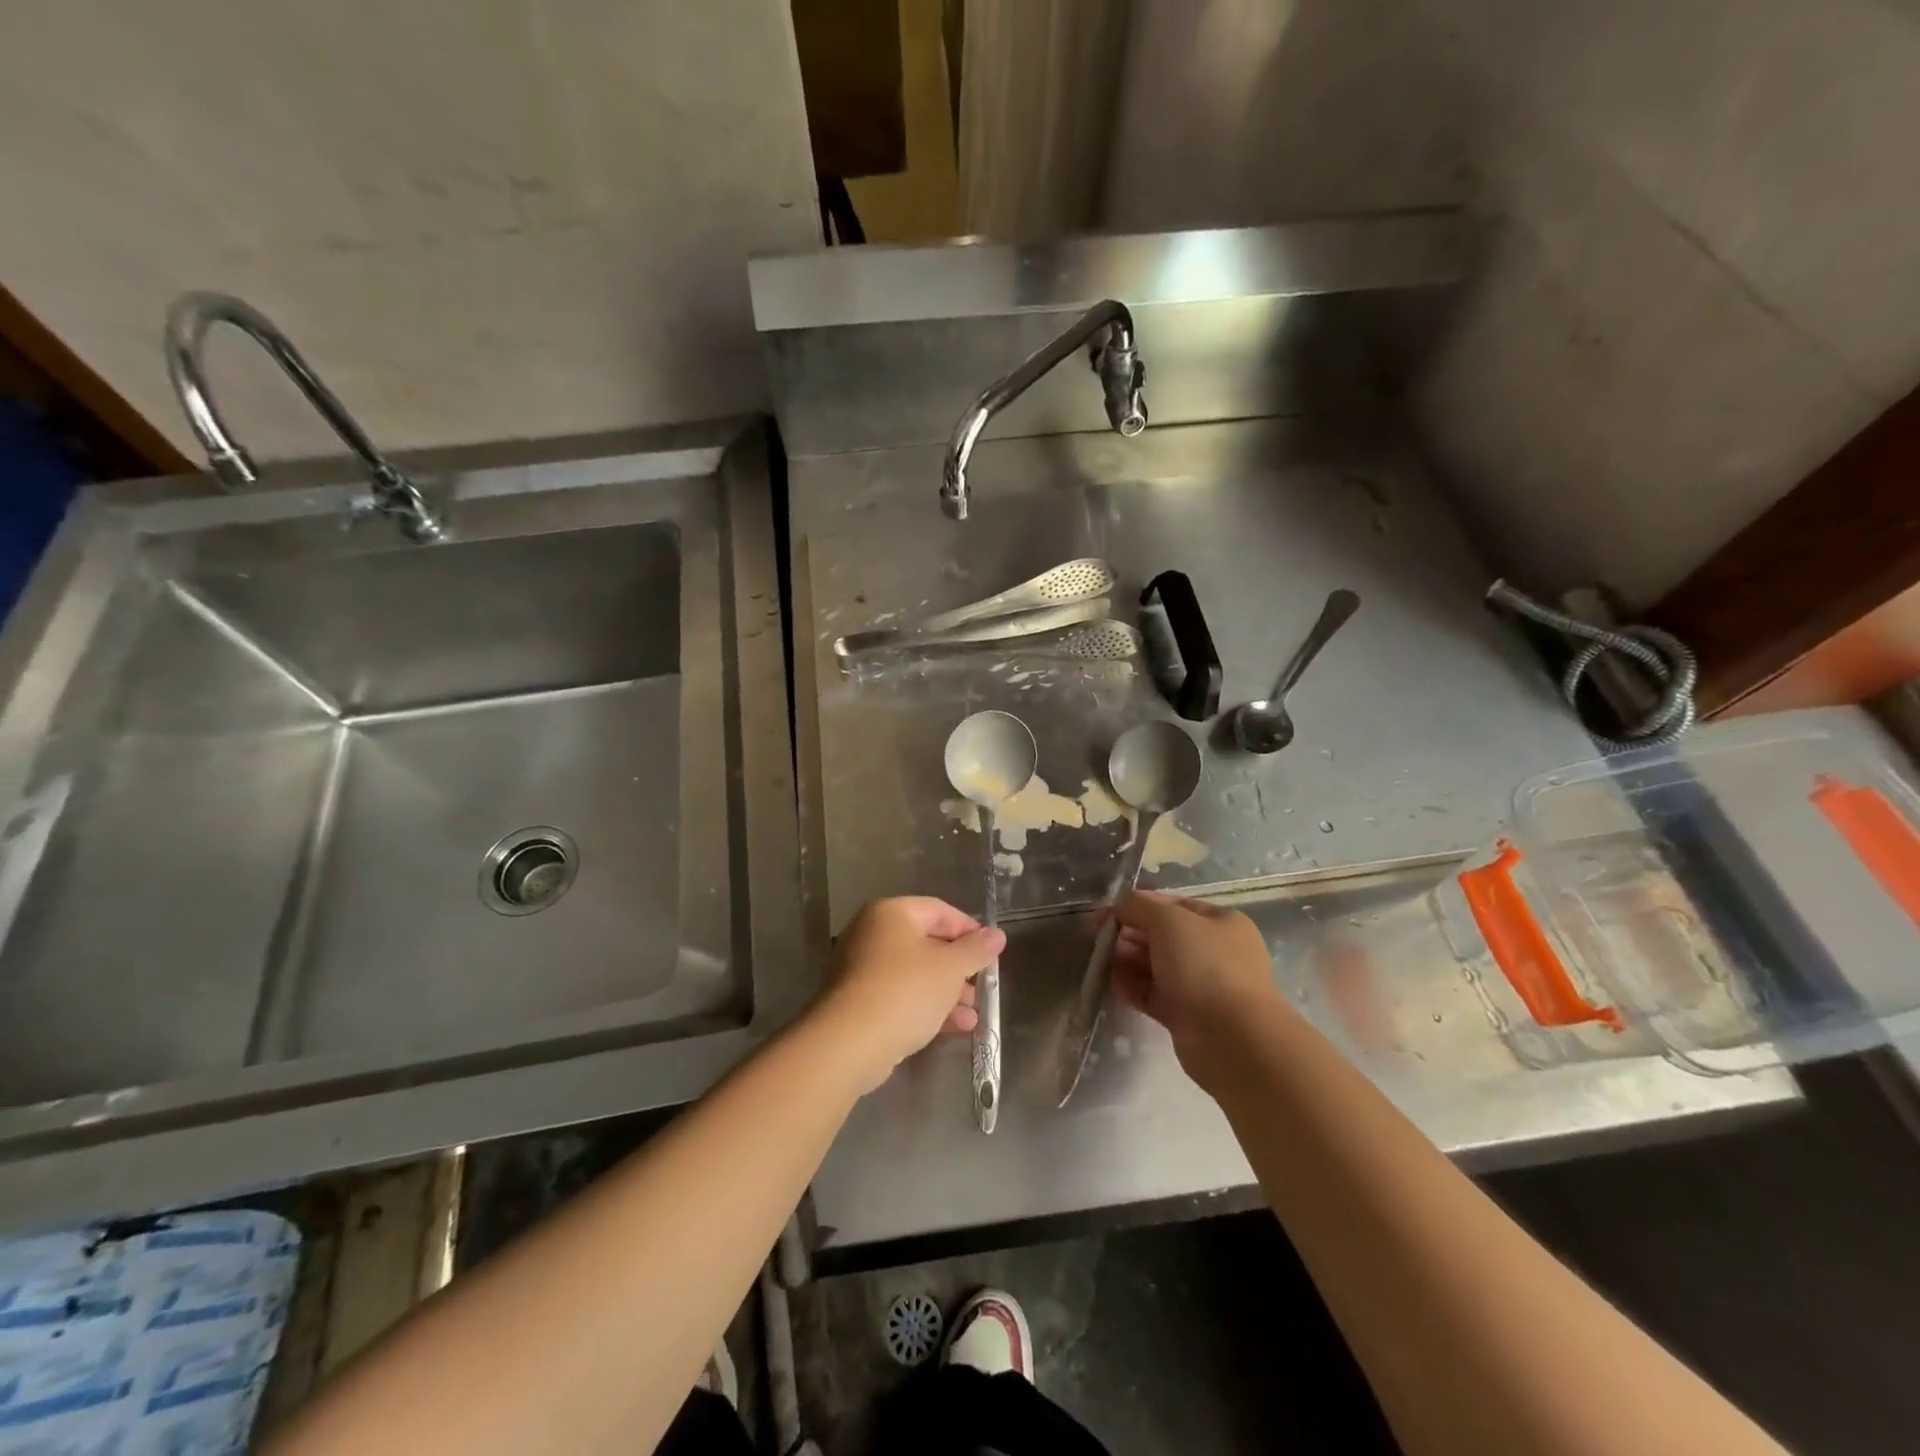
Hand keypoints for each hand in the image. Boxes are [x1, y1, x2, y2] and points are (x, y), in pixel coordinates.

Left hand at [813, 896, 1006, 1094]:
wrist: (849, 1043)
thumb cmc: (905, 991)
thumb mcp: (950, 968)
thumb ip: (976, 950)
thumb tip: (997, 935)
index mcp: (891, 913)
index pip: (939, 910)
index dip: (969, 929)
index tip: (991, 953)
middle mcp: (872, 933)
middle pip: (926, 942)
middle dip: (959, 967)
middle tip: (982, 985)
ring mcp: (861, 969)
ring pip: (914, 973)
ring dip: (947, 992)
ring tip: (973, 1014)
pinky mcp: (858, 1002)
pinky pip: (900, 996)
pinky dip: (926, 1006)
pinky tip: (955, 1027)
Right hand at [1108, 891, 1282, 1084]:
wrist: (1232, 1038)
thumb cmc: (1204, 966)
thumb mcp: (1169, 921)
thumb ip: (1139, 907)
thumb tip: (1119, 906)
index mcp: (1221, 923)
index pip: (1173, 904)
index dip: (1138, 905)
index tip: (1106, 913)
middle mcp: (1214, 951)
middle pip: (1162, 936)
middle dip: (1130, 933)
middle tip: (1099, 937)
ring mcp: (1201, 986)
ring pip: (1156, 966)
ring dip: (1126, 959)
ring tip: (1099, 958)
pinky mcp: (1186, 1015)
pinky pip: (1153, 994)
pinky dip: (1131, 986)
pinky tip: (1109, 981)